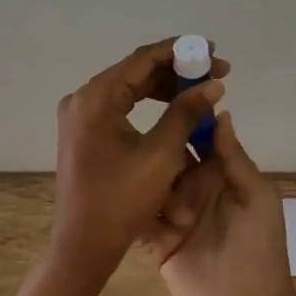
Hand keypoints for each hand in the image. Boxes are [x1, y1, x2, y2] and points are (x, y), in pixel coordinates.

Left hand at [52, 39, 228, 277]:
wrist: (84, 244)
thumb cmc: (122, 200)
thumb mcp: (161, 154)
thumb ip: (186, 112)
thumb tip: (214, 85)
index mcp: (95, 98)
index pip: (142, 59)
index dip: (180, 51)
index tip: (212, 50)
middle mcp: (82, 99)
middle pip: (135, 71)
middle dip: (177, 70)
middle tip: (215, 73)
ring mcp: (80, 115)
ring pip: (129, 88)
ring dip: (165, 87)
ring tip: (201, 91)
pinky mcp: (84, 131)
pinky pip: (120, 106)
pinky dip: (148, 104)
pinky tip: (175, 108)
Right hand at [150, 111, 295, 295]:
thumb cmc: (259, 251)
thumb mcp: (257, 198)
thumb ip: (235, 158)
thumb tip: (221, 113)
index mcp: (222, 176)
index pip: (200, 140)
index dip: (186, 120)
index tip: (165, 98)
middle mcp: (197, 190)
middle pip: (171, 158)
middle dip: (161, 152)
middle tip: (147, 147)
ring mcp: (175, 215)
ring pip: (153, 184)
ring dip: (149, 182)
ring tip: (139, 179)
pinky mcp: (157, 241)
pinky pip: (142, 217)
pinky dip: (136, 209)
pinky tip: (125, 200)